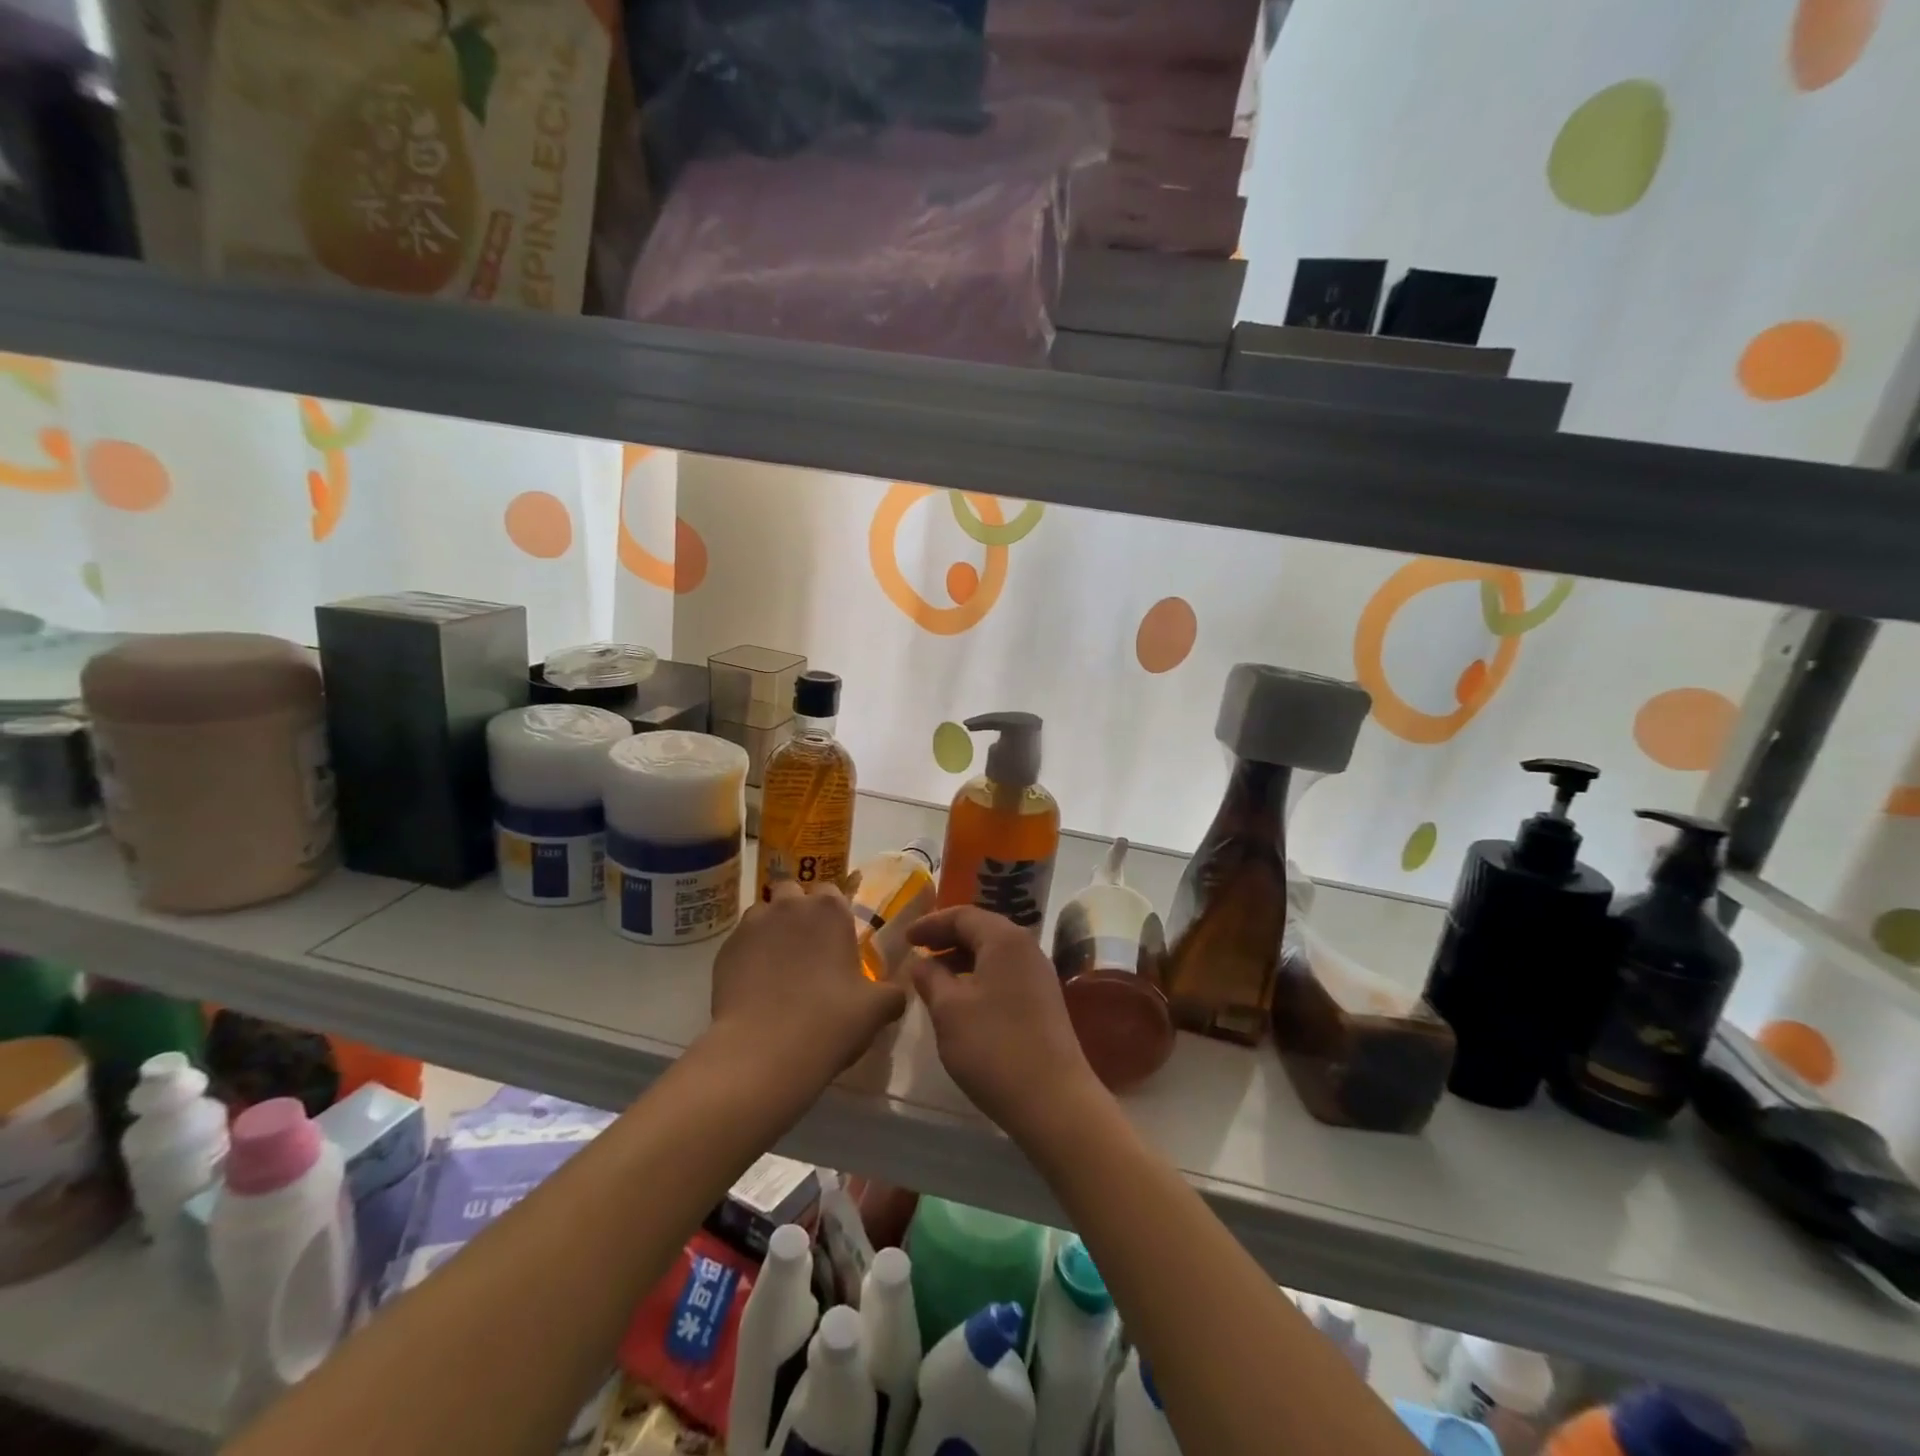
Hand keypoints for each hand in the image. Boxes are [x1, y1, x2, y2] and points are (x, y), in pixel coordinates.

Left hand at [711, 882, 907, 1080]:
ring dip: (772, 929)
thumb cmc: (829, 1022)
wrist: (763, 1052)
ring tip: (778, 966)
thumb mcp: (878, 1009)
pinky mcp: (724, 950)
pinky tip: (755, 985)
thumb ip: (893, 992)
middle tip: (807, 948)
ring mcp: (752, 925)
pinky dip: (749, 954)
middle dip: (798, 911)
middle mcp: (790, 906)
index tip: (836, 939)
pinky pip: (741, 942)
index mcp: (830, 910)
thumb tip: (898, 991)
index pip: (832, 891)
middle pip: (793, 892)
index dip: (833, 913)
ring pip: (764, 913)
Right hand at [905, 907, 1103, 1134]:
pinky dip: (979, 976)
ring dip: (963, 960)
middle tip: (918, 952)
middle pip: (982, 929)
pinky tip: (962, 1000)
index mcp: (1005, 939)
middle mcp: (1027, 948)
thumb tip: (922, 962)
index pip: (963, 915)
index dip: (931, 923)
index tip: (906, 937)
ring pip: (994, 953)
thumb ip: (931, 978)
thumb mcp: (949, 1010)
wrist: (1053, 1100)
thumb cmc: (993, 1047)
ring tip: (934, 978)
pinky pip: (1005, 973)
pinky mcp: (1044, 1001)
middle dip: (947, 939)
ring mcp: (1039, 975)